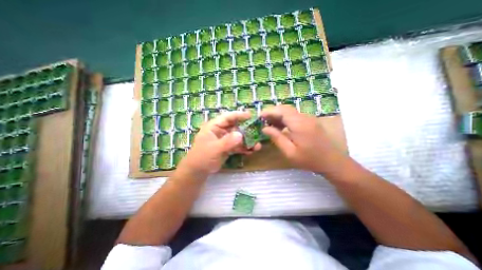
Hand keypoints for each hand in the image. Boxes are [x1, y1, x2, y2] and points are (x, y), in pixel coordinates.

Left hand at [180, 111, 262, 175]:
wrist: (198, 171)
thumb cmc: (202, 157)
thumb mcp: (214, 149)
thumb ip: (227, 142)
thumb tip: (241, 135)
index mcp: (214, 126)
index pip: (227, 117)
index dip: (239, 115)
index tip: (250, 116)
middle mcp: (220, 131)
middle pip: (236, 127)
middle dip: (246, 130)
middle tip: (258, 132)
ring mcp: (225, 139)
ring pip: (238, 137)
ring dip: (247, 141)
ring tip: (257, 146)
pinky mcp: (228, 147)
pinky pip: (238, 146)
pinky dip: (244, 148)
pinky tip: (251, 151)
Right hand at [262, 106, 344, 172]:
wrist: (332, 161)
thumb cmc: (309, 159)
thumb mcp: (290, 152)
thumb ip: (277, 138)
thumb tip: (265, 128)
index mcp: (299, 124)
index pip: (281, 111)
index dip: (269, 111)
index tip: (259, 116)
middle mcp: (304, 117)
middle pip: (285, 108)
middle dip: (272, 112)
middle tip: (263, 121)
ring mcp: (309, 118)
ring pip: (290, 111)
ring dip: (278, 115)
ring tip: (269, 124)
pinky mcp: (310, 121)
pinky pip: (295, 115)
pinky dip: (285, 118)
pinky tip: (281, 126)